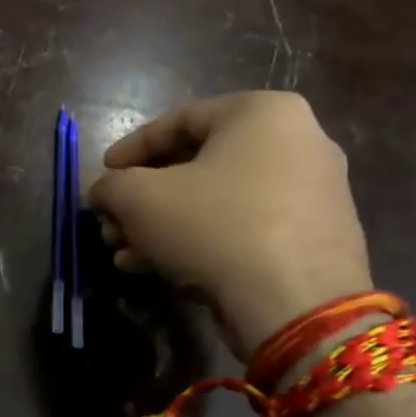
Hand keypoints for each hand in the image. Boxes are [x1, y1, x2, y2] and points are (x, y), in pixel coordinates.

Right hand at [85, 92, 371, 358]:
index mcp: (263, 113)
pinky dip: (199, 241)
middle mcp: (298, 142)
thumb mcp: (138, 198)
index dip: (129, 149)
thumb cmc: (213, 227)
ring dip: (162, 225)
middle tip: (110, 222)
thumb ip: (109, 186)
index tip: (102, 175)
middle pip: (195, 165)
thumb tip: (101, 193)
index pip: (178, 121)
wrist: (295, 304)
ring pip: (215, 201)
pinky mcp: (314, 238)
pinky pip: (242, 227)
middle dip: (142, 198)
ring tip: (125, 254)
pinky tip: (158, 269)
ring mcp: (312, 193)